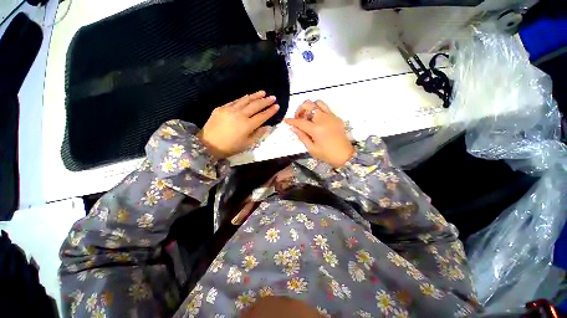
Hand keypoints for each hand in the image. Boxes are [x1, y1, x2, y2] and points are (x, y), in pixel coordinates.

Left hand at [199, 91, 278, 158]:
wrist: (207, 144)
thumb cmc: (230, 147)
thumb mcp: (247, 145)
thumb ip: (258, 134)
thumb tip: (266, 127)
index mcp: (247, 125)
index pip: (262, 116)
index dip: (270, 111)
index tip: (277, 106)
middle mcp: (240, 115)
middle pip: (255, 106)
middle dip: (265, 101)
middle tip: (273, 97)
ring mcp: (230, 109)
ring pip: (245, 100)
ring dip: (255, 96)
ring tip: (263, 92)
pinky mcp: (221, 108)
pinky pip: (235, 101)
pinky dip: (243, 99)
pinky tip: (248, 96)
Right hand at [285, 100, 353, 167]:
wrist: (345, 155)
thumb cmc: (326, 155)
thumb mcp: (311, 148)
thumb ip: (301, 136)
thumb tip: (293, 128)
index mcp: (316, 129)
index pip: (300, 121)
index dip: (291, 120)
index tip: (285, 120)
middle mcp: (323, 119)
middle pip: (309, 105)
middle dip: (300, 110)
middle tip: (298, 119)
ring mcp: (331, 116)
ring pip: (318, 102)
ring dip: (310, 107)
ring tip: (308, 117)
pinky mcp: (336, 117)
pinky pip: (326, 108)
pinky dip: (318, 110)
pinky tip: (317, 120)